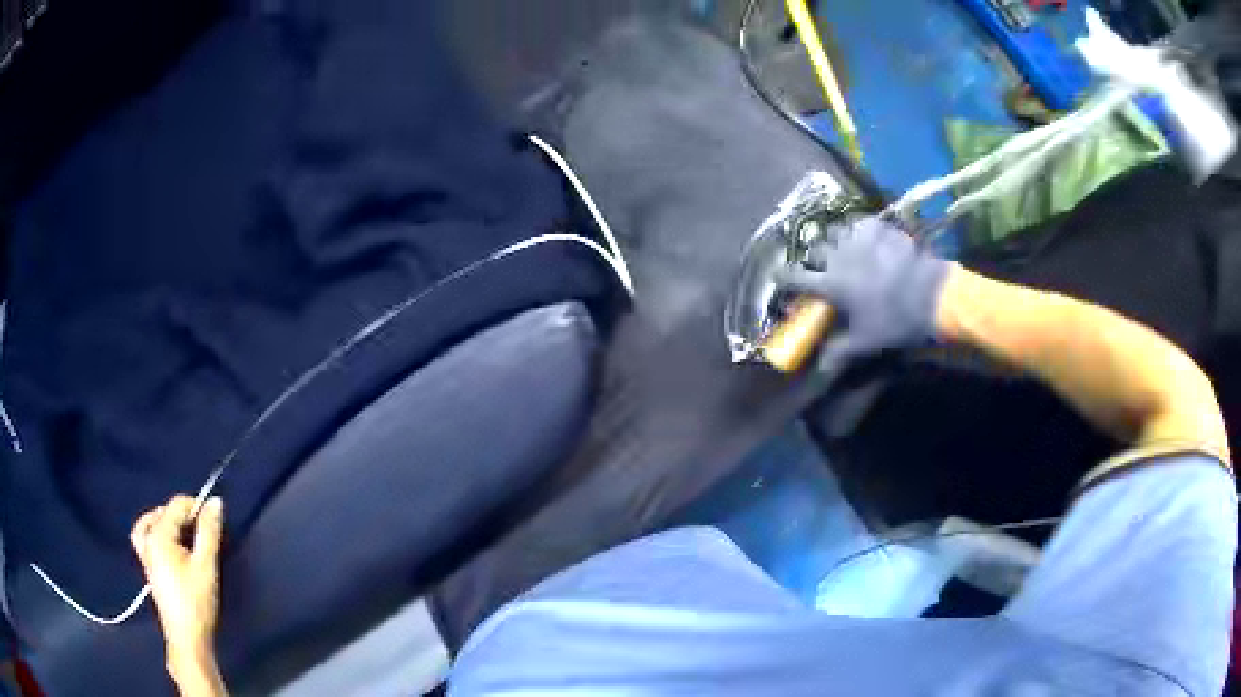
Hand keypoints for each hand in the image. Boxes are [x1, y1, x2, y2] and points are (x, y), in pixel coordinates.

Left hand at [131, 495, 225, 693]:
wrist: (187, 639)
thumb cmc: (196, 602)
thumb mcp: (206, 566)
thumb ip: (209, 532)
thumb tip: (216, 501)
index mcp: (158, 535)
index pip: (176, 505)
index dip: (197, 508)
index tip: (214, 523)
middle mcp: (147, 539)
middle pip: (164, 512)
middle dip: (184, 517)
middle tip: (203, 534)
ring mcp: (144, 553)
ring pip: (151, 523)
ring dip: (168, 522)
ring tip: (185, 534)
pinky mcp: (147, 566)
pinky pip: (145, 536)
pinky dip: (156, 532)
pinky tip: (169, 545)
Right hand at [775, 215, 949, 371]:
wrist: (930, 294)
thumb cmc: (895, 320)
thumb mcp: (866, 341)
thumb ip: (840, 351)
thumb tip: (821, 367)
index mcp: (831, 285)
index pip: (794, 277)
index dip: (784, 278)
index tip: (780, 277)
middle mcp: (838, 257)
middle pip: (814, 251)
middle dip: (815, 259)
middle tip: (823, 267)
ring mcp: (858, 238)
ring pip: (834, 231)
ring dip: (834, 241)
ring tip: (843, 248)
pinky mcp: (877, 226)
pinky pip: (859, 222)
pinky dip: (858, 229)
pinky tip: (866, 237)